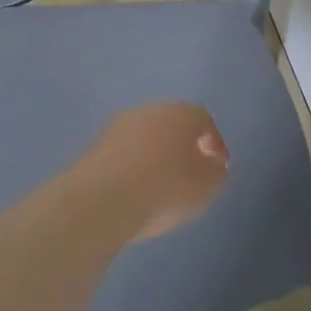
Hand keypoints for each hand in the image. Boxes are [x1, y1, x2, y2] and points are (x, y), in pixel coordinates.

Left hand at [78, 102, 230, 242]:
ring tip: (159, 190)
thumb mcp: (208, 185)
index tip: (216, 169)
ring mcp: (117, 127)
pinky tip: (134, 194)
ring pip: (144, 140)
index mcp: (180, 112)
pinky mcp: (94, 147)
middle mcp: (148, 110)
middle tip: (189, 178)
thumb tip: (210, 164)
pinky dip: (132, 170)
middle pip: (171, 126)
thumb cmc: (166, 187)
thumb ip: (216, 171)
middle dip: (182, 149)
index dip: (214, 144)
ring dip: (154, 159)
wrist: (103, 200)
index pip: (203, 120)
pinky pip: (123, 156)